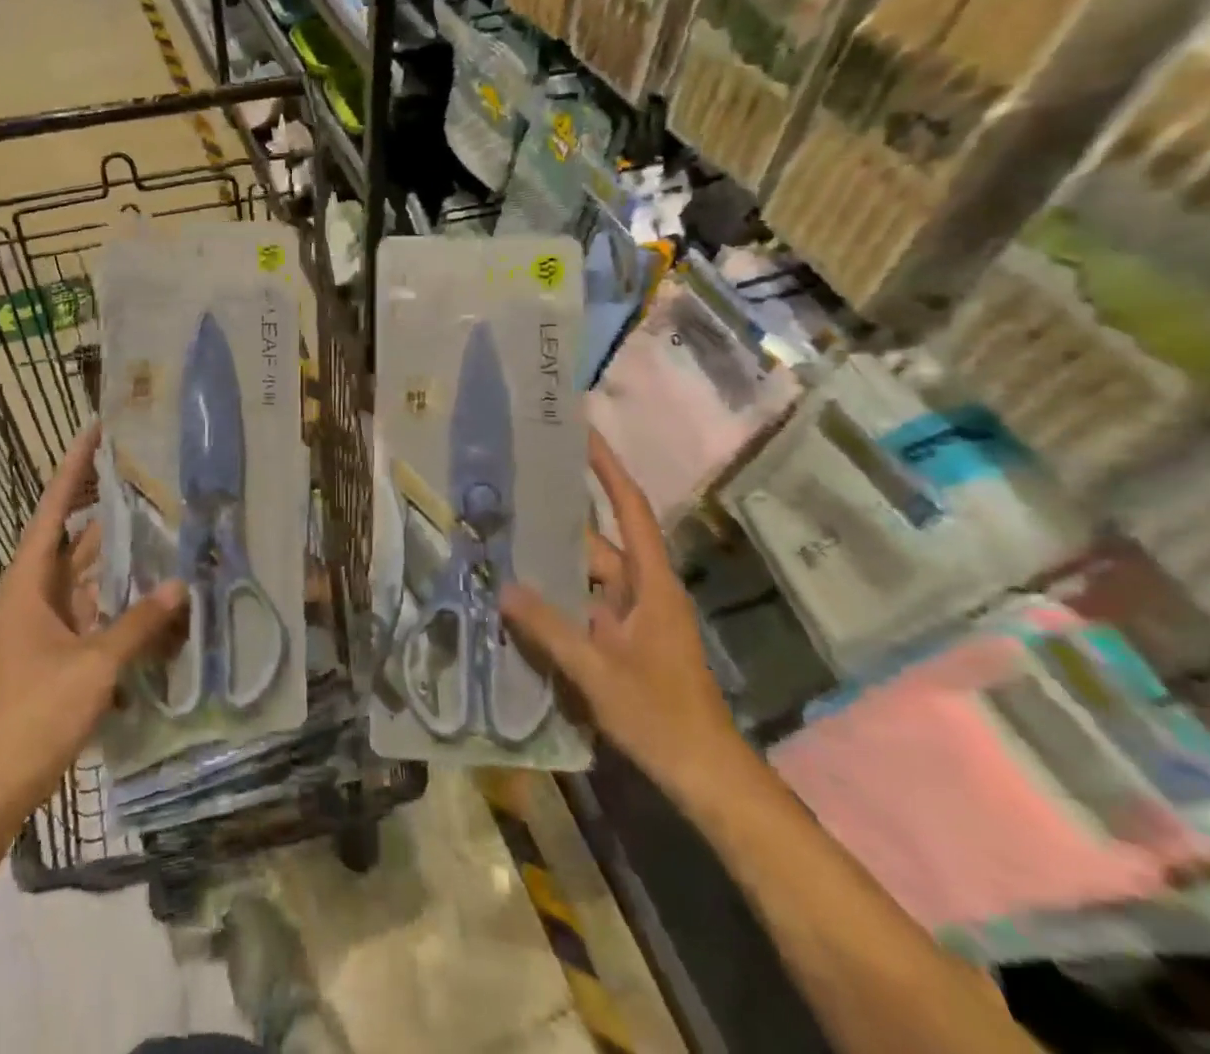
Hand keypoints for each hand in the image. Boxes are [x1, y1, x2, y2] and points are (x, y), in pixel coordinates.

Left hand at [0, 422, 186, 823]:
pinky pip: (94, 615)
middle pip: (74, 539)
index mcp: (28, 584)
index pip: (53, 510)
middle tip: (149, 477)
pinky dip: (122, 605)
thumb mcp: (92, 667)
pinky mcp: (57, 654)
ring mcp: (45, 626)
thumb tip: (182, 586)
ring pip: (89, 579)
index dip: (75, 468)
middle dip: (108, 510)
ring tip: (164, 530)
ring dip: (122, 561)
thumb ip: (138, 625)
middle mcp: (34, 595)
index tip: (96, 430)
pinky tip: (157, 600)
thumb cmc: (31, 716)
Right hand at [501, 430, 742, 796]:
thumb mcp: (599, 672)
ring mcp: (632, 617)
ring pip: (586, 576)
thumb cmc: (663, 717)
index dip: (608, 468)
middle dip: (558, 519)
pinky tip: (520, 598)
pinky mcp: (623, 641)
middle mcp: (642, 590)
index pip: (630, 509)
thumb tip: (502, 586)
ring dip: (552, 563)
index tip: (582, 433)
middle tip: (512, 494)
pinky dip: (556, 597)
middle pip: (597, 542)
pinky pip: (583, 605)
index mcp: (650, 584)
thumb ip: (549, 628)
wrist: (706, 776)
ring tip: (503, 542)